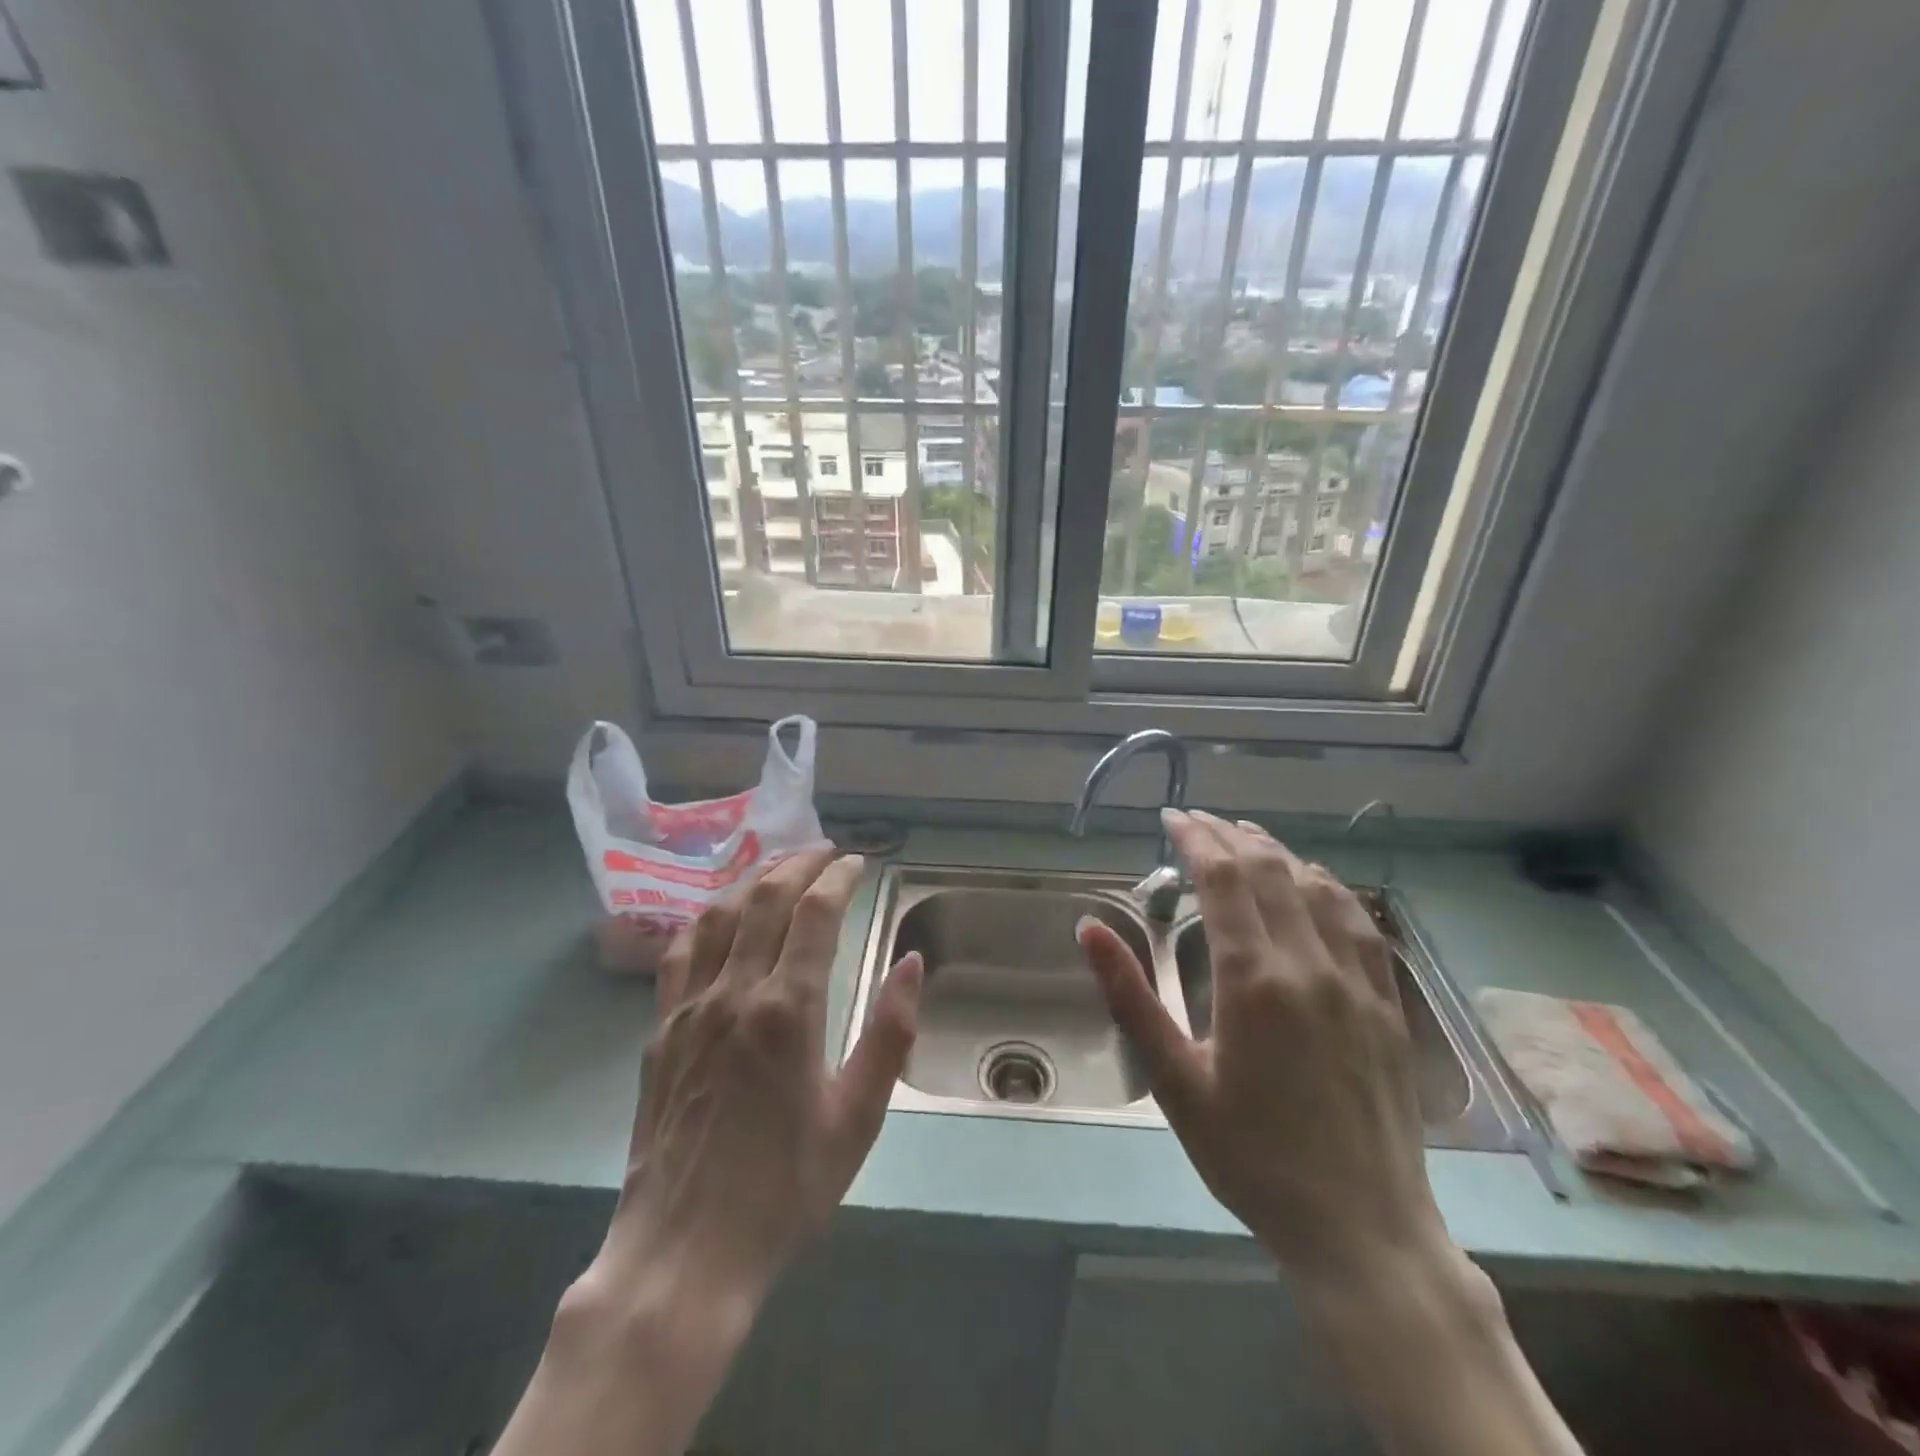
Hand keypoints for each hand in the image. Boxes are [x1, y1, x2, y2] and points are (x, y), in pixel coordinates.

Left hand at [593, 847, 923, 1307]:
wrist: (685, 1255)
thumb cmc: (785, 1189)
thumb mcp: (858, 1118)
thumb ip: (889, 1033)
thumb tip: (913, 963)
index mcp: (787, 1010)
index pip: (814, 913)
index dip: (838, 878)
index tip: (858, 864)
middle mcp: (734, 992)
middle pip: (765, 899)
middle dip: (799, 864)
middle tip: (825, 852)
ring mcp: (689, 1008)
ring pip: (718, 913)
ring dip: (752, 878)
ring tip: (779, 866)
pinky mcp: (660, 1029)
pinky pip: (681, 951)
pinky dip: (707, 917)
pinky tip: (721, 914)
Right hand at [1077, 809, 1443, 1282]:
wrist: (1362, 1230)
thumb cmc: (1252, 1157)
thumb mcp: (1174, 1081)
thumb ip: (1130, 997)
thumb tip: (1089, 928)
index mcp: (1254, 980)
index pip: (1224, 879)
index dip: (1196, 839)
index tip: (1171, 818)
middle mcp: (1309, 965)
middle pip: (1269, 871)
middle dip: (1229, 836)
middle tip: (1197, 822)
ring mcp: (1357, 981)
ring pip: (1317, 887)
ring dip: (1277, 852)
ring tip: (1245, 837)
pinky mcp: (1386, 1004)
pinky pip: (1358, 922)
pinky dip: (1328, 886)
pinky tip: (1313, 881)